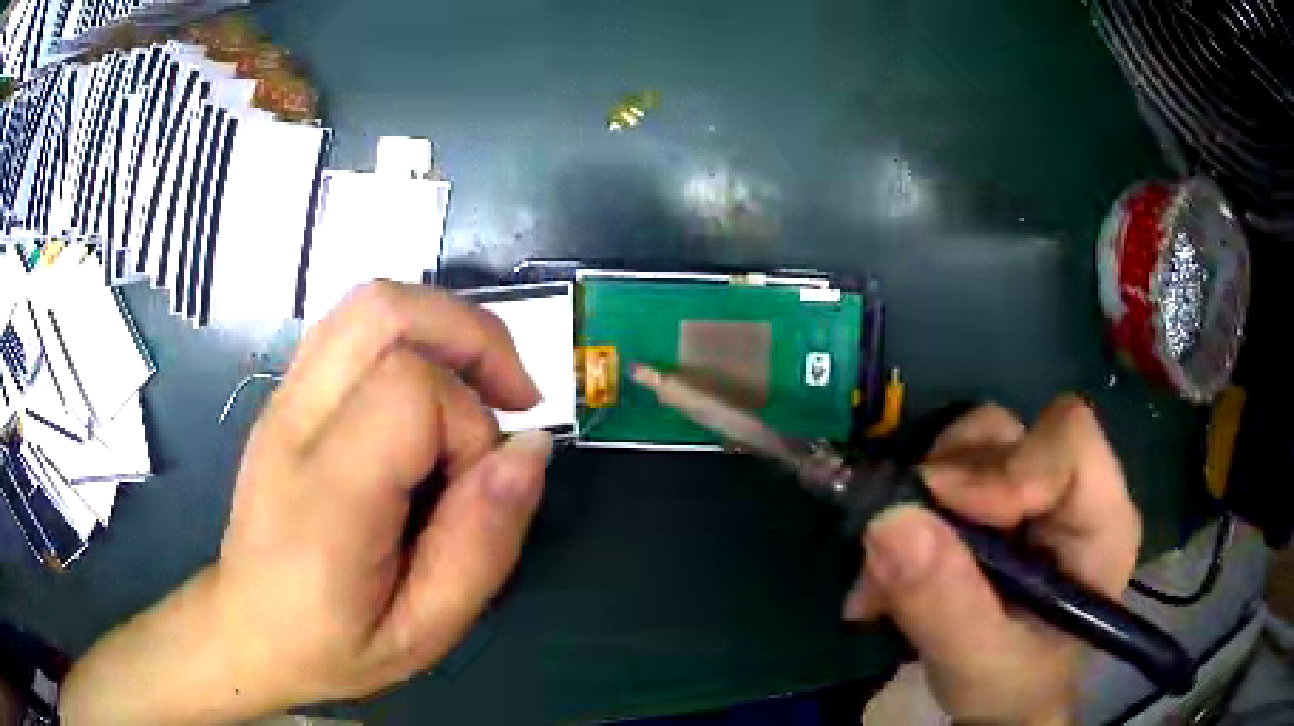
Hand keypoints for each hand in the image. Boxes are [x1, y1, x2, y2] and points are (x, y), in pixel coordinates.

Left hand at [61, 282, 549, 723]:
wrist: (246, 627)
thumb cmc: (332, 645)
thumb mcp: (423, 631)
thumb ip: (481, 545)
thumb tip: (530, 449)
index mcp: (326, 496)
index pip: (409, 390)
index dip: (469, 424)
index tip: (479, 483)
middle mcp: (295, 423)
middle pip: (384, 310)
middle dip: (470, 336)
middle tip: (510, 397)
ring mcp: (284, 397)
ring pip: (370, 303)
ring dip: (444, 327)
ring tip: (478, 390)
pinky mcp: (287, 392)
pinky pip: (354, 325)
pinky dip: (412, 336)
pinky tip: (431, 393)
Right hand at [844, 397, 1140, 725]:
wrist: (1002, 701)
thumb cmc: (1014, 688)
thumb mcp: (979, 663)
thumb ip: (945, 602)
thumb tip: (890, 520)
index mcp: (1101, 522)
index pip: (1069, 443)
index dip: (1007, 465)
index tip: (942, 510)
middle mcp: (1070, 490)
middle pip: (1010, 435)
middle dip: (946, 486)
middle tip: (895, 552)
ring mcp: (1031, 490)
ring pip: (970, 447)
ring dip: (918, 503)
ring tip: (884, 579)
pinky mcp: (994, 500)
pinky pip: (943, 475)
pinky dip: (907, 518)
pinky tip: (886, 578)